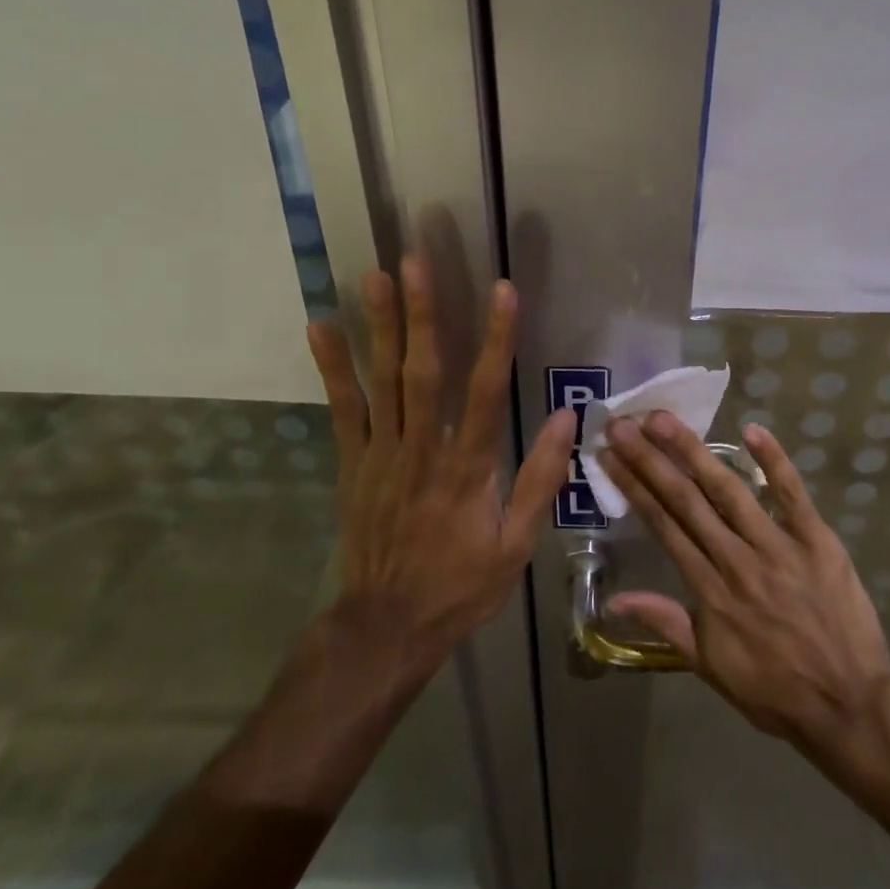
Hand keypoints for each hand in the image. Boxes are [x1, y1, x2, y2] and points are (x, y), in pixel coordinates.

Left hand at [306, 259, 575, 664]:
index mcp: (469, 468)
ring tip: (374, 276)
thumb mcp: (517, 544)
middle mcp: (423, 450)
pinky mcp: (352, 464)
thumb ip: (540, 478)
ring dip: (380, 326)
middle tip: (416, 261)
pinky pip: (342, 409)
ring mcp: (381, 454)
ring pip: (383, 381)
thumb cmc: (461, 585)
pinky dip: (332, 368)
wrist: (387, 626)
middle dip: (423, 314)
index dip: (497, 339)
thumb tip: (568, 418)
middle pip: (424, 372)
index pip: (487, 392)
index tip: (503, 291)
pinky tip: (321, 327)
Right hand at [599, 413, 889, 748]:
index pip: (663, 525)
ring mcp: (778, 546)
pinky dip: (774, 461)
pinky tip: (752, 430)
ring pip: (729, 490)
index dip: (634, 488)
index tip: (610, 456)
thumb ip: (665, 622)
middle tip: (623, 425)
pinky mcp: (817, 540)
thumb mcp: (709, 665)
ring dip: (694, 452)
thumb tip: (614, 600)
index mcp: (708, 589)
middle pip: (686, 500)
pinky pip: (793, 495)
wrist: (848, 705)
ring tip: (664, 420)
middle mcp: (736, 559)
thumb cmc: (774, 690)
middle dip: (650, 459)